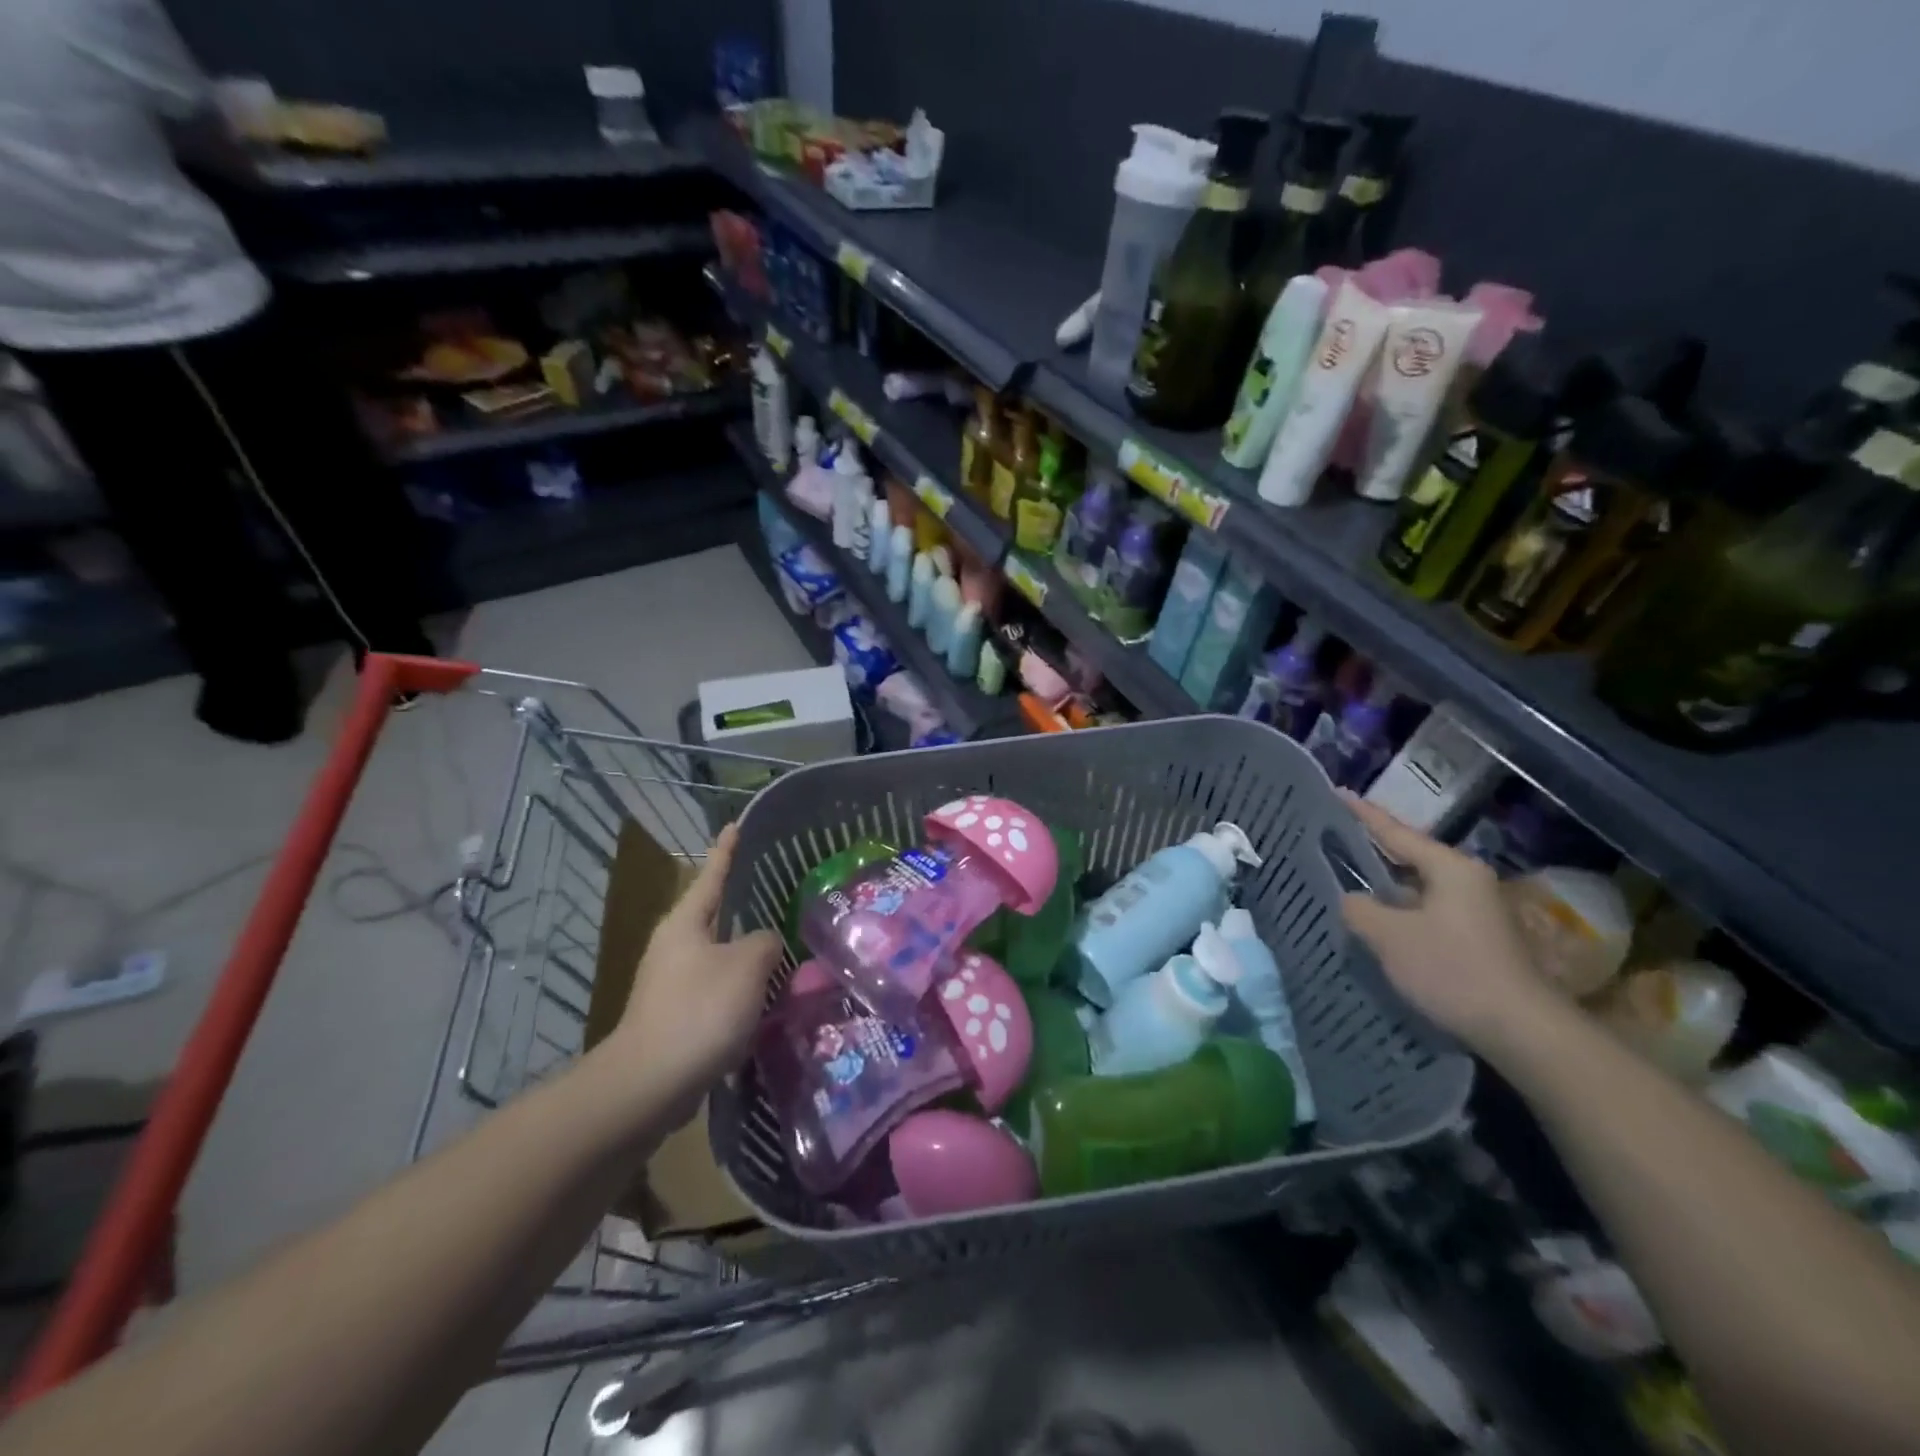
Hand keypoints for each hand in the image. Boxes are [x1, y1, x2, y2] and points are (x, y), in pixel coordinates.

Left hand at [611, 825, 781, 1113]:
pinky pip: (719, 991)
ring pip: (721, 956)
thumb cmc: (699, 1011)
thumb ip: (766, 942)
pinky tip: (768, 999)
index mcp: (686, 923)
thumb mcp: (747, 965)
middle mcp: (675, 946)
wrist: (648, 1085)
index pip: (712, 874)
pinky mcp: (677, 1017)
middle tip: (780, 894)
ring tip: (785, 950)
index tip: (735, 825)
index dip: (727, 850)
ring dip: (749, 955)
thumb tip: (766, 944)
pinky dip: (743, 990)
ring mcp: (672, 983)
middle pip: (715, 916)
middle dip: (745, 906)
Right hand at [1339, 798, 1558, 1056]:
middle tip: (1332, 836)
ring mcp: (1476, 911)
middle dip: (1371, 849)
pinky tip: (1376, 921)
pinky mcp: (1477, 939)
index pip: (1396, 832)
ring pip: (1416, 887)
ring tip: (1344, 878)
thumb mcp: (1389, 936)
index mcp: (1450, 868)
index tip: (1336, 793)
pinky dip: (1399, 910)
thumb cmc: (1453, 970)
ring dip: (1384, 886)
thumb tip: (1351, 899)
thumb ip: (1359, 909)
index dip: (1362, 814)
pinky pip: (1426, 911)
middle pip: (1408, 857)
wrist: (1522, 1031)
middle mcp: (1467, 881)